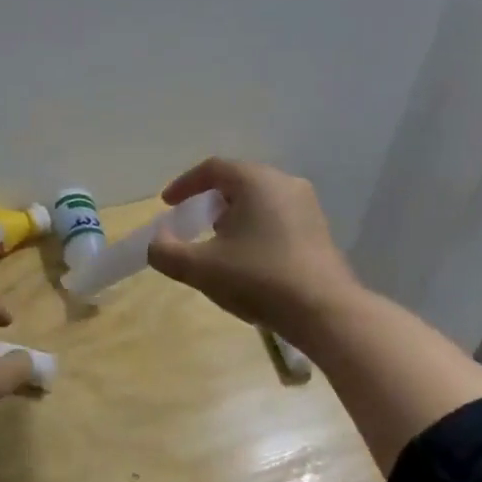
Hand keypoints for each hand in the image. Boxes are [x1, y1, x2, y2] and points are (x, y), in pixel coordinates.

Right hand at [146, 158, 358, 343]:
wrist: (324, 311)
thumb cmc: (258, 279)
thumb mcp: (199, 268)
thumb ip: (166, 251)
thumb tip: (157, 241)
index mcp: (256, 181)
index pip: (212, 169)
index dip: (184, 185)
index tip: (167, 205)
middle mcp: (285, 183)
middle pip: (238, 182)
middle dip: (210, 201)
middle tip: (192, 224)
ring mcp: (307, 206)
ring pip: (260, 200)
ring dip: (233, 216)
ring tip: (218, 244)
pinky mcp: (319, 230)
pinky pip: (277, 217)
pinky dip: (255, 228)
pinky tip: (249, 259)